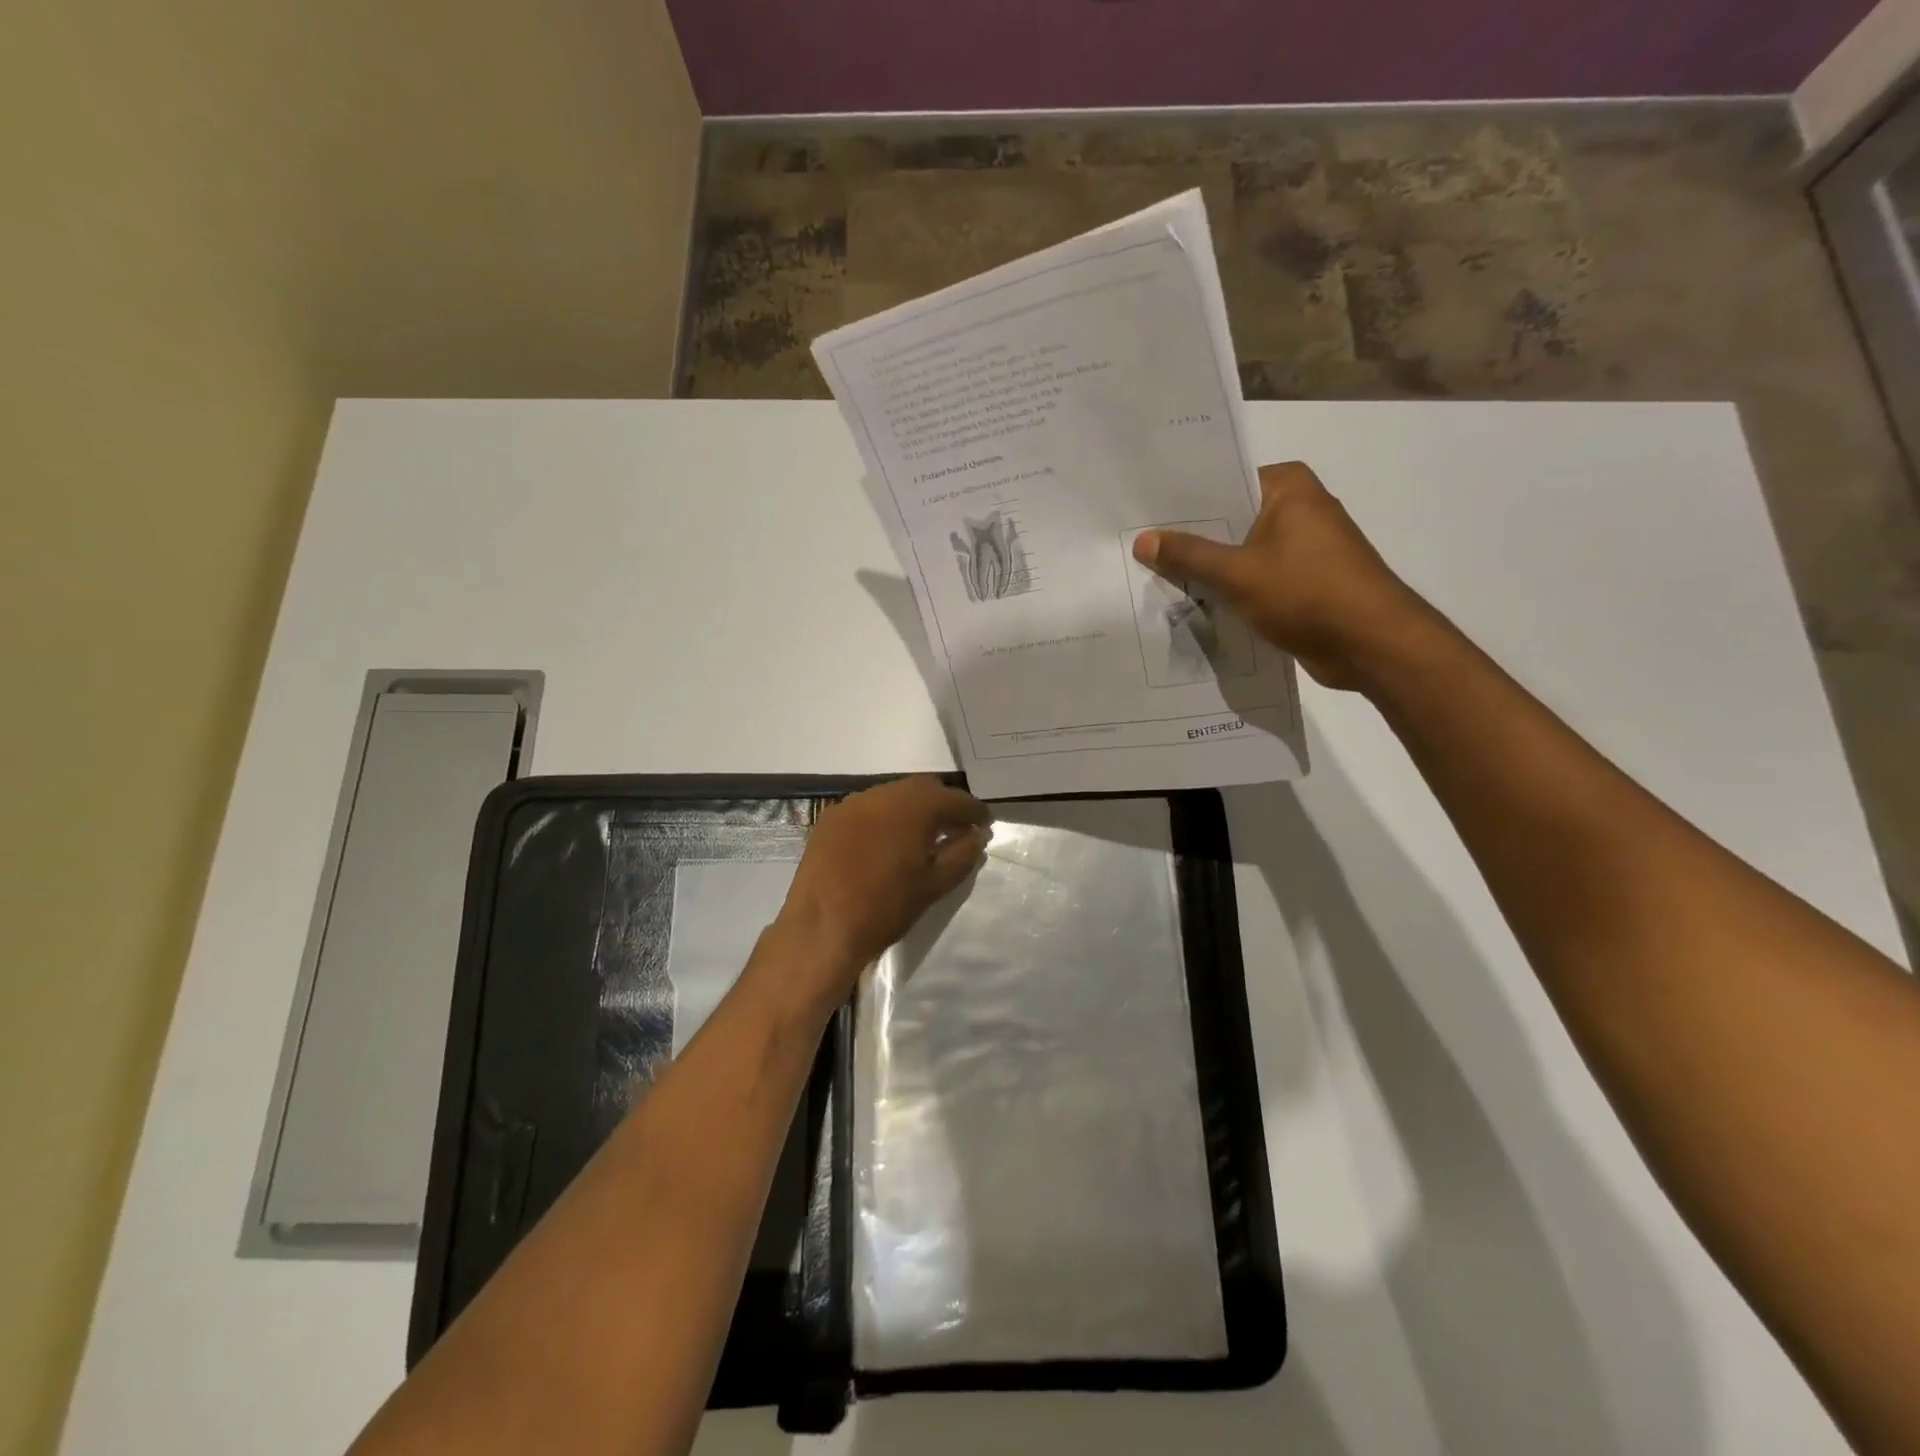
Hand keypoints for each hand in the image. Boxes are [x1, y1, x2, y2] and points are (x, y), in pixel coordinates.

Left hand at [776, 776, 990, 995]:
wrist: (822, 928)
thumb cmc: (886, 908)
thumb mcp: (935, 885)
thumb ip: (962, 855)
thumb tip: (976, 836)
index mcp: (914, 806)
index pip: (955, 799)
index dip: (974, 812)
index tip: (984, 825)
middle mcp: (883, 793)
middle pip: (923, 788)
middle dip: (943, 804)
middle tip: (955, 829)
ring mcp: (852, 803)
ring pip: (893, 795)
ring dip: (912, 809)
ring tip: (921, 836)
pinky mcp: (830, 818)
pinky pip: (867, 808)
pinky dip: (884, 817)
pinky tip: (886, 841)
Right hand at [1132, 461, 1437, 691]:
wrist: (1372, 645)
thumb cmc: (1307, 593)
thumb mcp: (1238, 573)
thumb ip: (1188, 555)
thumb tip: (1142, 540)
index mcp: (1289, 488)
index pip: (1224, 482)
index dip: (1183, 502)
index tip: (1144, 516)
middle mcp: (1300, 508)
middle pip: (1231, 519)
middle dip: (1192, 539)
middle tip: (1141, 550)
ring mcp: (1306, 547)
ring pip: (1243, 552)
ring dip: (1211, 569)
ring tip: (1158, 577)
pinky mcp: (1307, 582)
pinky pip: (1257, 578)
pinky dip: (1232, 590)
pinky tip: (1196, 604)